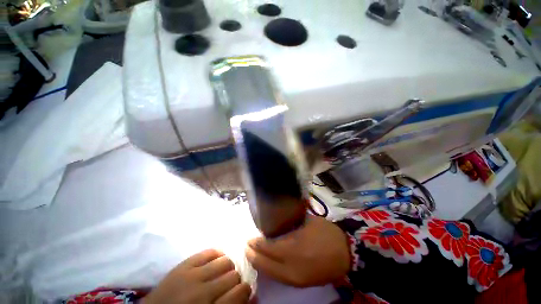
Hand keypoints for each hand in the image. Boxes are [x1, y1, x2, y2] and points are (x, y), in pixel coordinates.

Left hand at [143, 249, 250, 303]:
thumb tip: (253, 295)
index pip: (239, 294)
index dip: (245, 291)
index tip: (244, 291)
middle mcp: (202, 294)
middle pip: (233, 276)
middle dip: (235, 279)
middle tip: (229, 283)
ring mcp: (192, 277)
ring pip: (225, 261)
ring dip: (228, 266)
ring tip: (221, 272)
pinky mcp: (184, 265)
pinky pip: (209, 252)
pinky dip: (217, 254)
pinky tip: (215, 260)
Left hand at [245, 215, 349, 286]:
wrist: (346, 254)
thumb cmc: (326, 233)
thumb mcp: (308, 221)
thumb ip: (292, 220)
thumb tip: (279, 217)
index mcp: (294, 248)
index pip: (267, 248)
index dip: (256, 244)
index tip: (249, 238)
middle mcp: (291, 267)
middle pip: (265, 263)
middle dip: (252, 255)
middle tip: (246, 246)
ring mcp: (295, 279)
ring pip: (270, 274)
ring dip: (259, 264)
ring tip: (253, 254)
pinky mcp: (300, 284)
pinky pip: (279, 277)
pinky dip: (270, 270)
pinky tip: (266, 262)